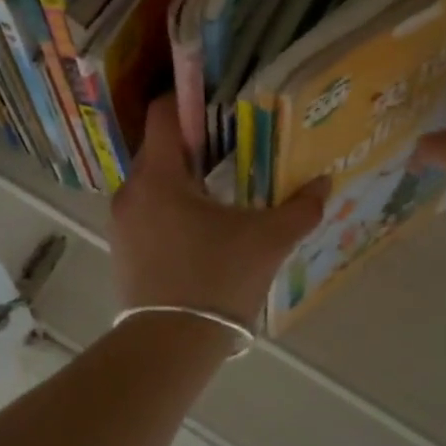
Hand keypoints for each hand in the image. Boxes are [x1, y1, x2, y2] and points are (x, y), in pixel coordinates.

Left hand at [109, 95, 328, 324]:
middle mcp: (132, 190)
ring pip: (153, 179)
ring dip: (182, 176)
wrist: (168, 347)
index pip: (163, 113)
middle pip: (160, 146)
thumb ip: (299, 208)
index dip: (189, 98)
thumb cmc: (216, 280)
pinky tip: (201, 225)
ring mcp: (121, 221)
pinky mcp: (121, 248)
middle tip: (232, 145)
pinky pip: (146, 208)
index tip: (219, 100)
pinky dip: (170, 204)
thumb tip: (325, 183)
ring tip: (220, 186)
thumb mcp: (267, 242)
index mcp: (159, 176)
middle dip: (193, 141)